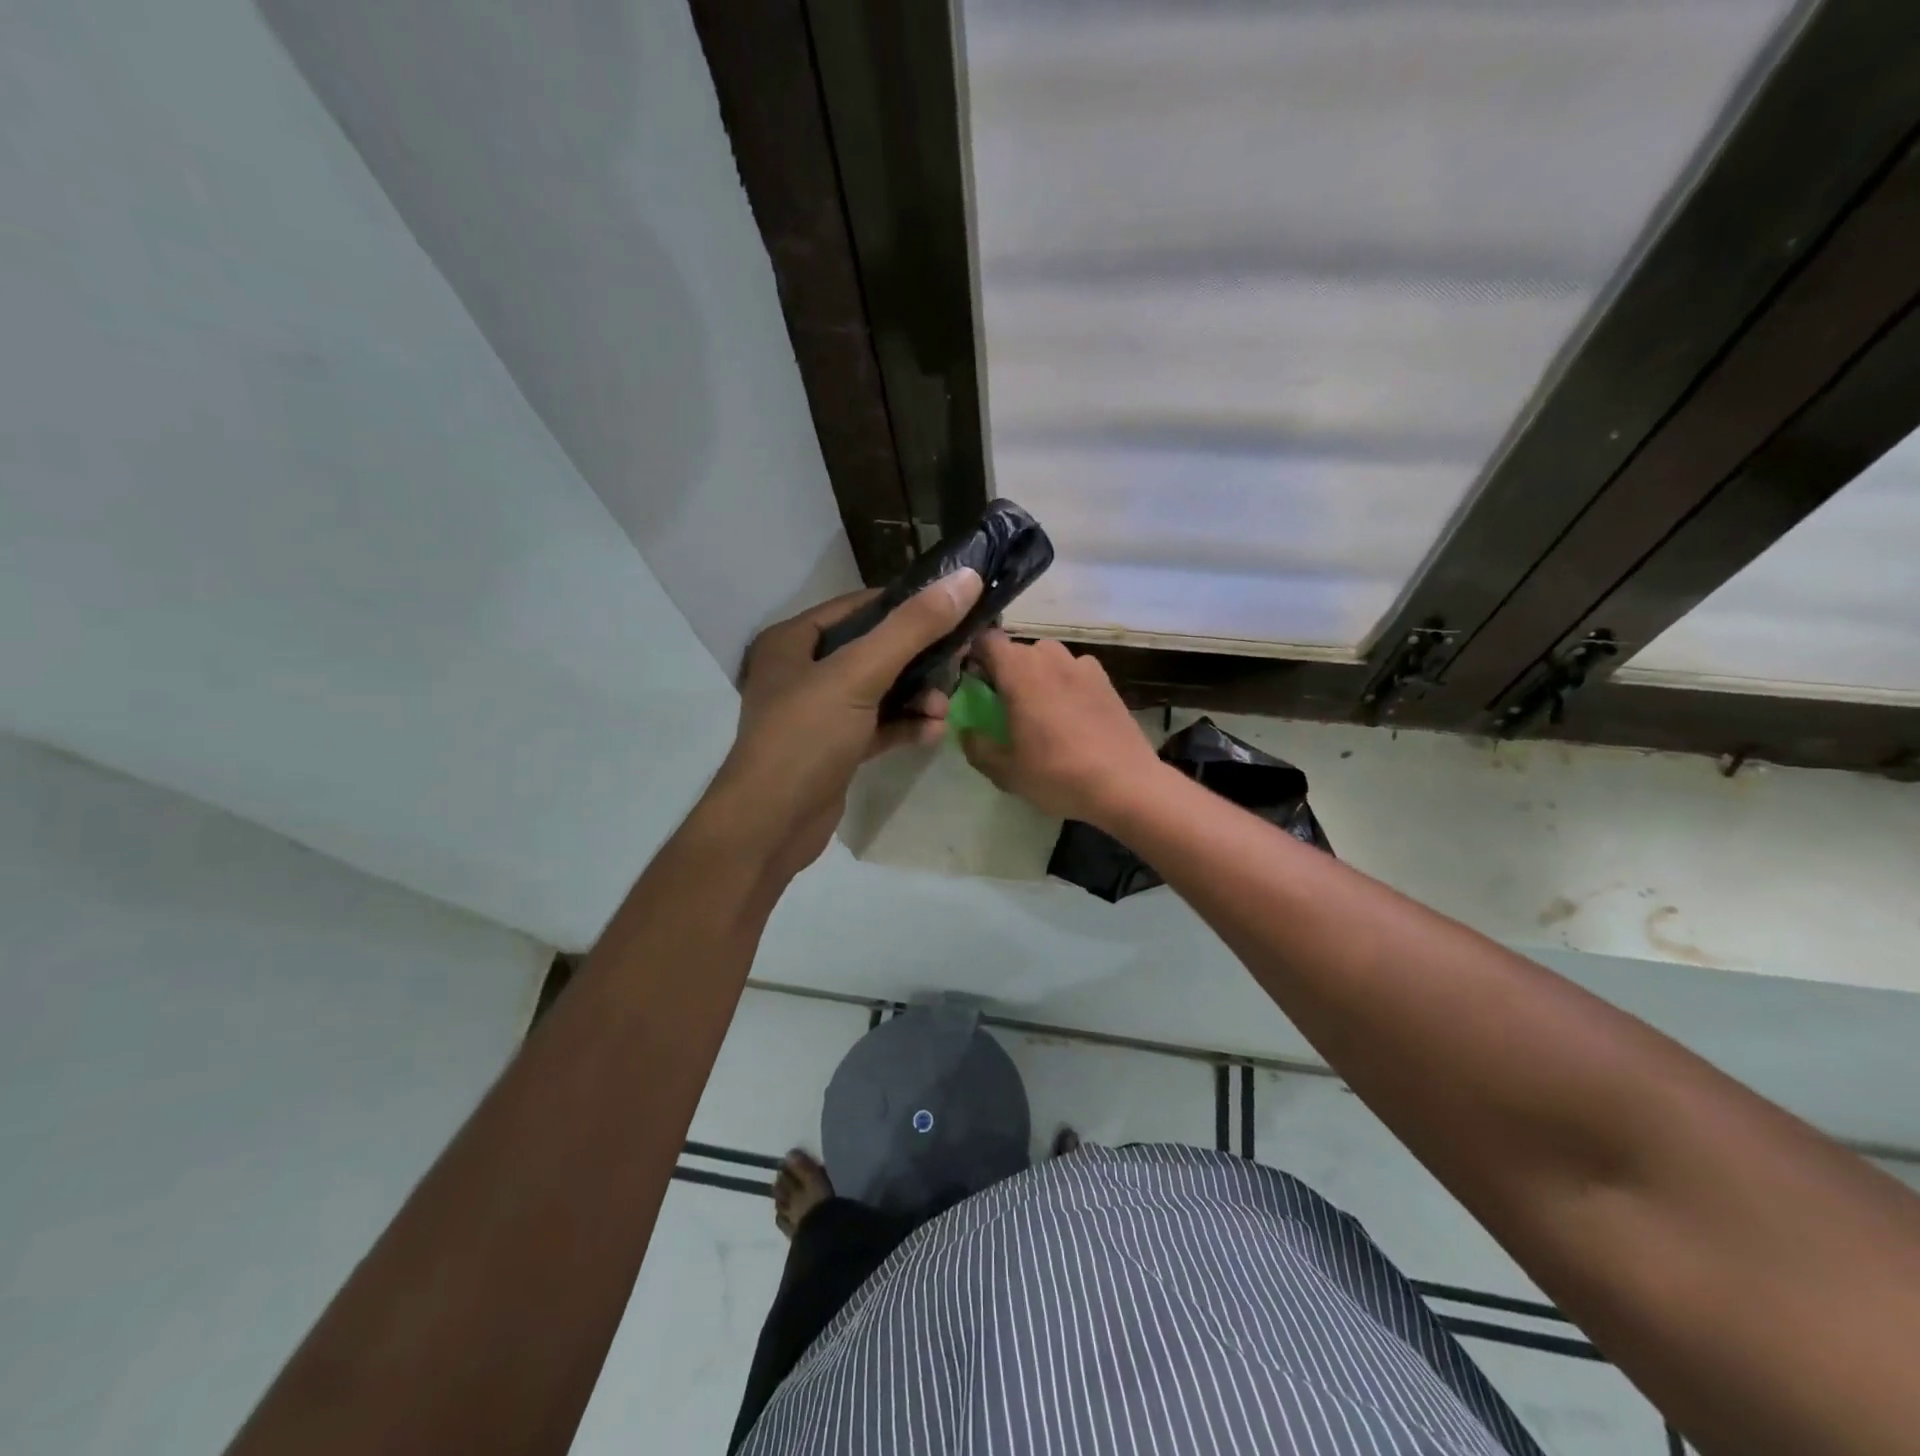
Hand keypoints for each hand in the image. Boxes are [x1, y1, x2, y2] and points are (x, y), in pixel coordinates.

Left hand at [709, 569, 983, 877]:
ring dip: (917, 697)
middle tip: (960, 660)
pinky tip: (932, 733)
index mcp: (794, 640)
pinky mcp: (836, 749)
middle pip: (875, 650)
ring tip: (943, 708)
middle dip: (919, 658)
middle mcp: (803, 671)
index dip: (907, 604)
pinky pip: (879, 726)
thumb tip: (965, 579)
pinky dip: (905, 727)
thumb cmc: (805, 737)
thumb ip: (912, 628)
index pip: (859, 607)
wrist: (770, 826)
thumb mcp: (858, 674)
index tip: (954, 608)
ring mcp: (819, 713)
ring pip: (881, 691)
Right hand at [960, 630, 1163, 825]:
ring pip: (1048, 657)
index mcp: (1019, 672)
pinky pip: (1075, 670)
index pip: (986, 640)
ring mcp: (1082, 666)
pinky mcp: (1106, 680)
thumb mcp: (1005, 771)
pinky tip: (1071, 714)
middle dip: (1005, 670)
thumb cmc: (1057, 774)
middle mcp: (1050, 658)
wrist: (1124, 784)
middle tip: (1003, 704)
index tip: (974, 682)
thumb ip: (977, 747)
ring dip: (1037, 674)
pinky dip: (1066, 682)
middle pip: (1017, 650)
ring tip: (1040, 709)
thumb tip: (968, 731)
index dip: (975, 656)